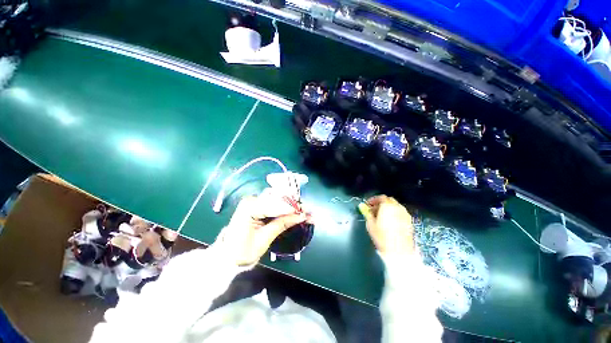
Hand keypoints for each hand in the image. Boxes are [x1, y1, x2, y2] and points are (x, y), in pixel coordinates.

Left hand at [214, 194, 311, 266]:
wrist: (228, 255)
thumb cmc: (242, 251)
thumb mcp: (264, 239)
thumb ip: (282, 224)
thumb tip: (301, 216)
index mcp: (250, 207)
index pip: (275, 205)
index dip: (292, 209)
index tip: (306, 214)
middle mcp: (253, 199)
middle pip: (278, 199)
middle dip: (294, 206)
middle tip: (308, 212)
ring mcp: (255, 201)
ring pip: (279, 201)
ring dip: (292, 207)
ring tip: (305, 213)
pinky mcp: (259, 205)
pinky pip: (276, 205)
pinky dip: (286, 209)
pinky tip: (296, 213)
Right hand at [359, 195, 415, 255]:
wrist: (399, 252)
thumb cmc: (382, 237)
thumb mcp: (370, 224)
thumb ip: (367, 213)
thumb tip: (362, 206)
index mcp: (387, 206)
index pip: (381, 197)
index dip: (373, 200)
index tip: (368, 205)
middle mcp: (398, 207)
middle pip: (389, 200)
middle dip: (381, 203)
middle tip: (374, 210)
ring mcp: (405, 214)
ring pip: (395, 206)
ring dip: (388, 208)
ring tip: (382, 216)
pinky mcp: (410, 221)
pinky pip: (400, 213)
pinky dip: (394, 213)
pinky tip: (390, 222)